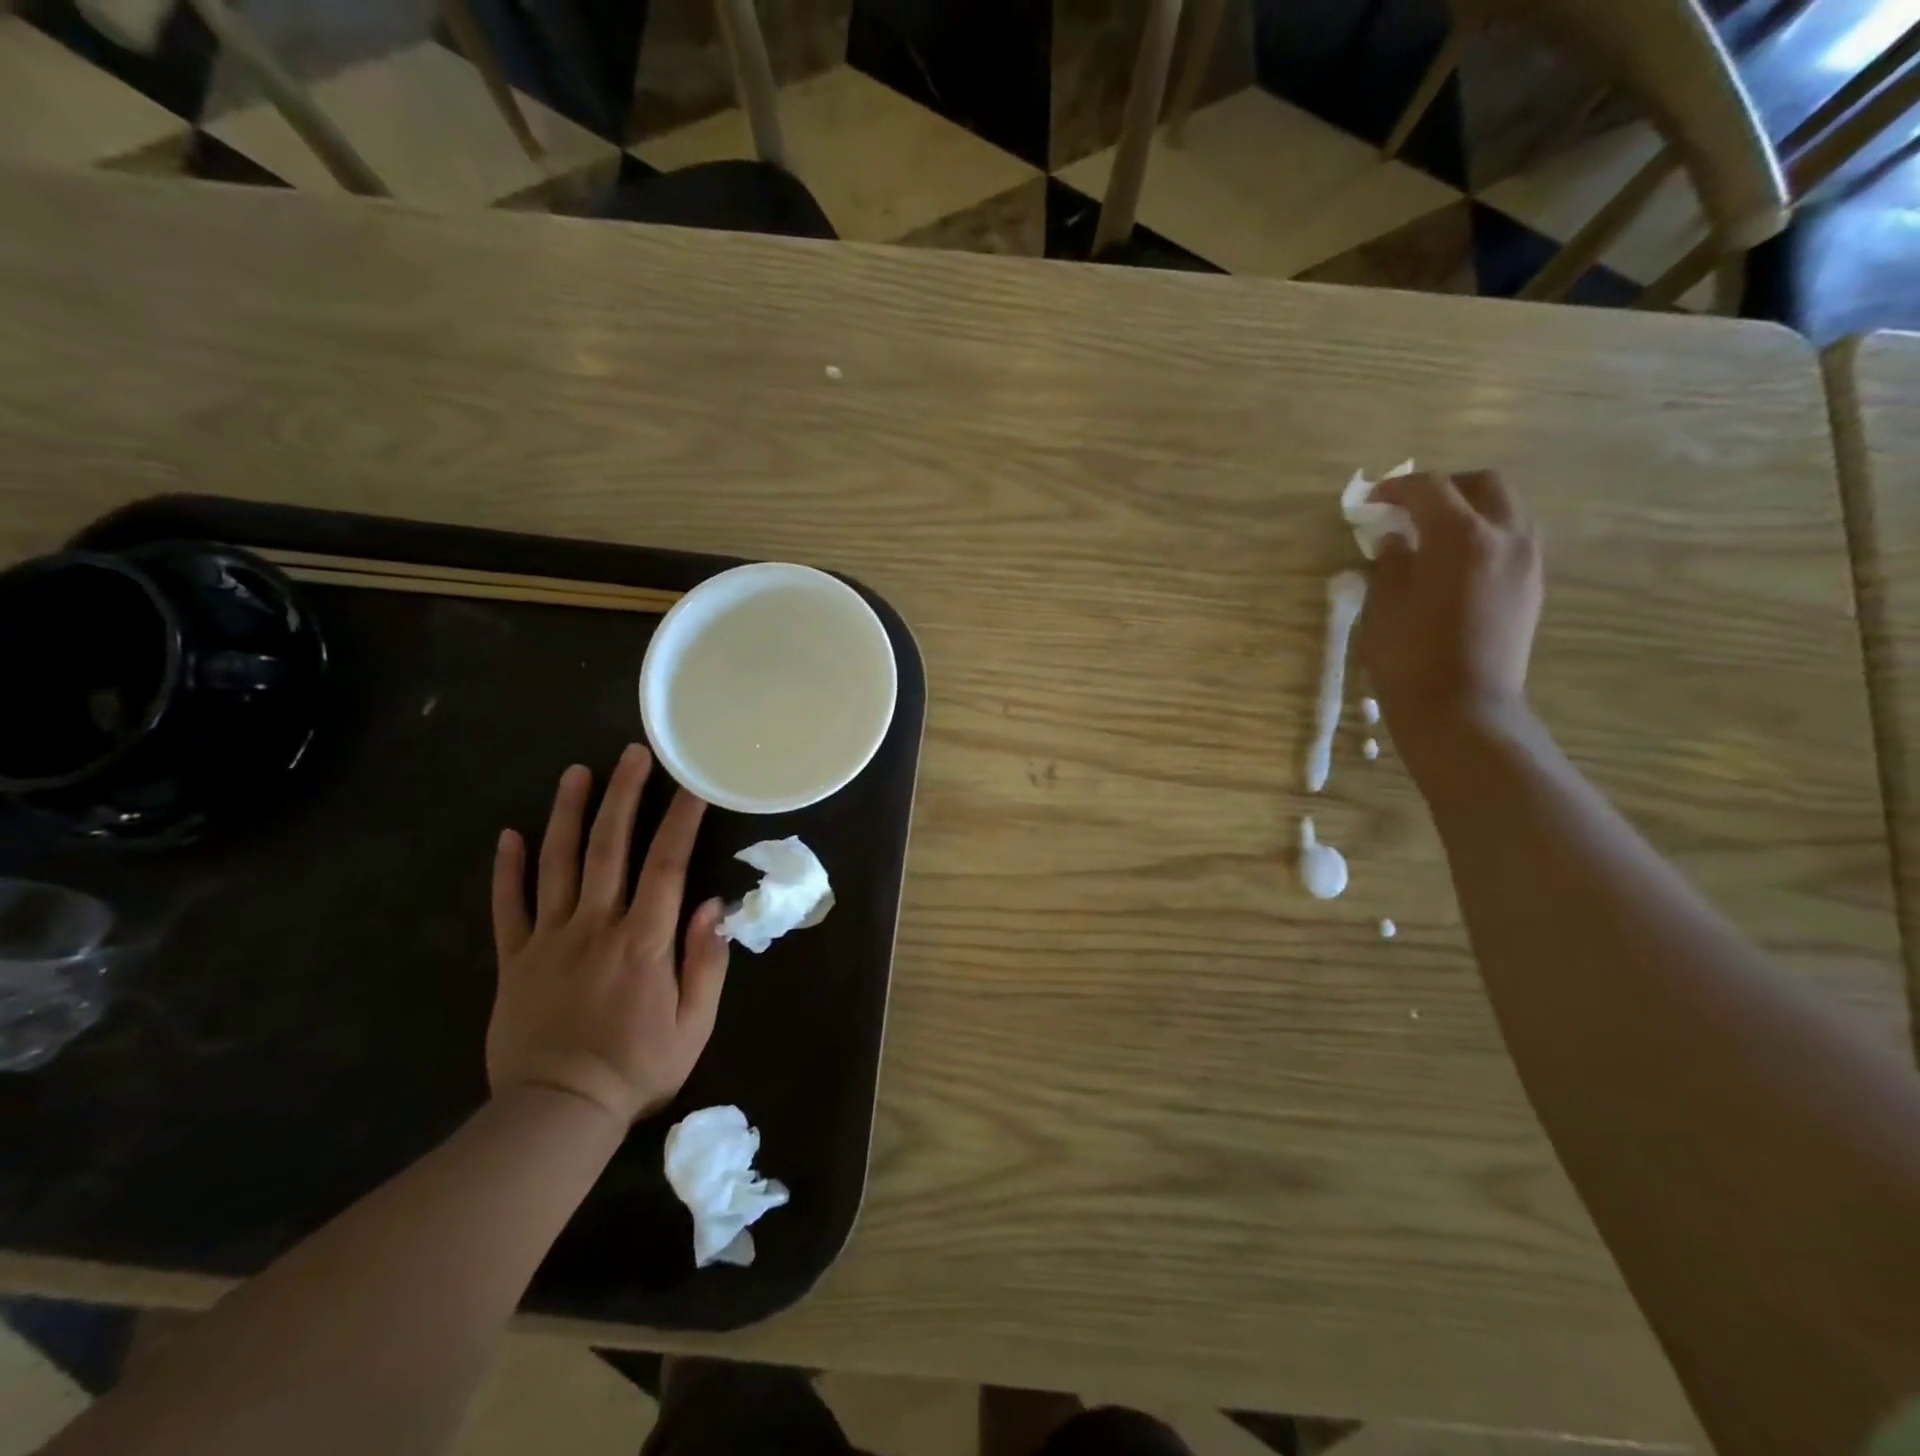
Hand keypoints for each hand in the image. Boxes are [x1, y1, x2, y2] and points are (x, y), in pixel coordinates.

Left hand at [488, 744, 728, 1124]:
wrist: (557, 1113)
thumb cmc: (638, 1067)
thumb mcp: (694, 1023)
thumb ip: (706, 961)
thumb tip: (711, 904)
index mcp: (643, 940)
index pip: (666, 864)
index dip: (680, 819)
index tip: (692, 783)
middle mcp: (595, 925)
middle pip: (608, 848)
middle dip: (622, 796)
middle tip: (631, 754)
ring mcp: (549, 939)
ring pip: (556, 864)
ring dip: (567, 814)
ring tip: (575, 773)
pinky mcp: (514, 960)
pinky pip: (508, 907)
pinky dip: (508, 870)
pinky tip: (510, 835)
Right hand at [1357, 469, 1543, 743]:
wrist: (1463, 710)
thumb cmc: (1410, 659)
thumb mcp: (1384, 608)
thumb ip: (1391, 564)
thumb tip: (1395, 541)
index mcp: (1461, 537)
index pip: (1430, 489)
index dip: (1397, 489)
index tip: (1372, 501)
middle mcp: (1505, 537)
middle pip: (1483, 485)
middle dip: (1445, 487)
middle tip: (1410, 508)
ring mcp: (1526, 561)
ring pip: (1506, 509)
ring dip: (1470, 509)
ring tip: (1434, 533)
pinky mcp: (1532, 586)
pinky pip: (1514, 538)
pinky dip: (1485, 534)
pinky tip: (1455, 561)